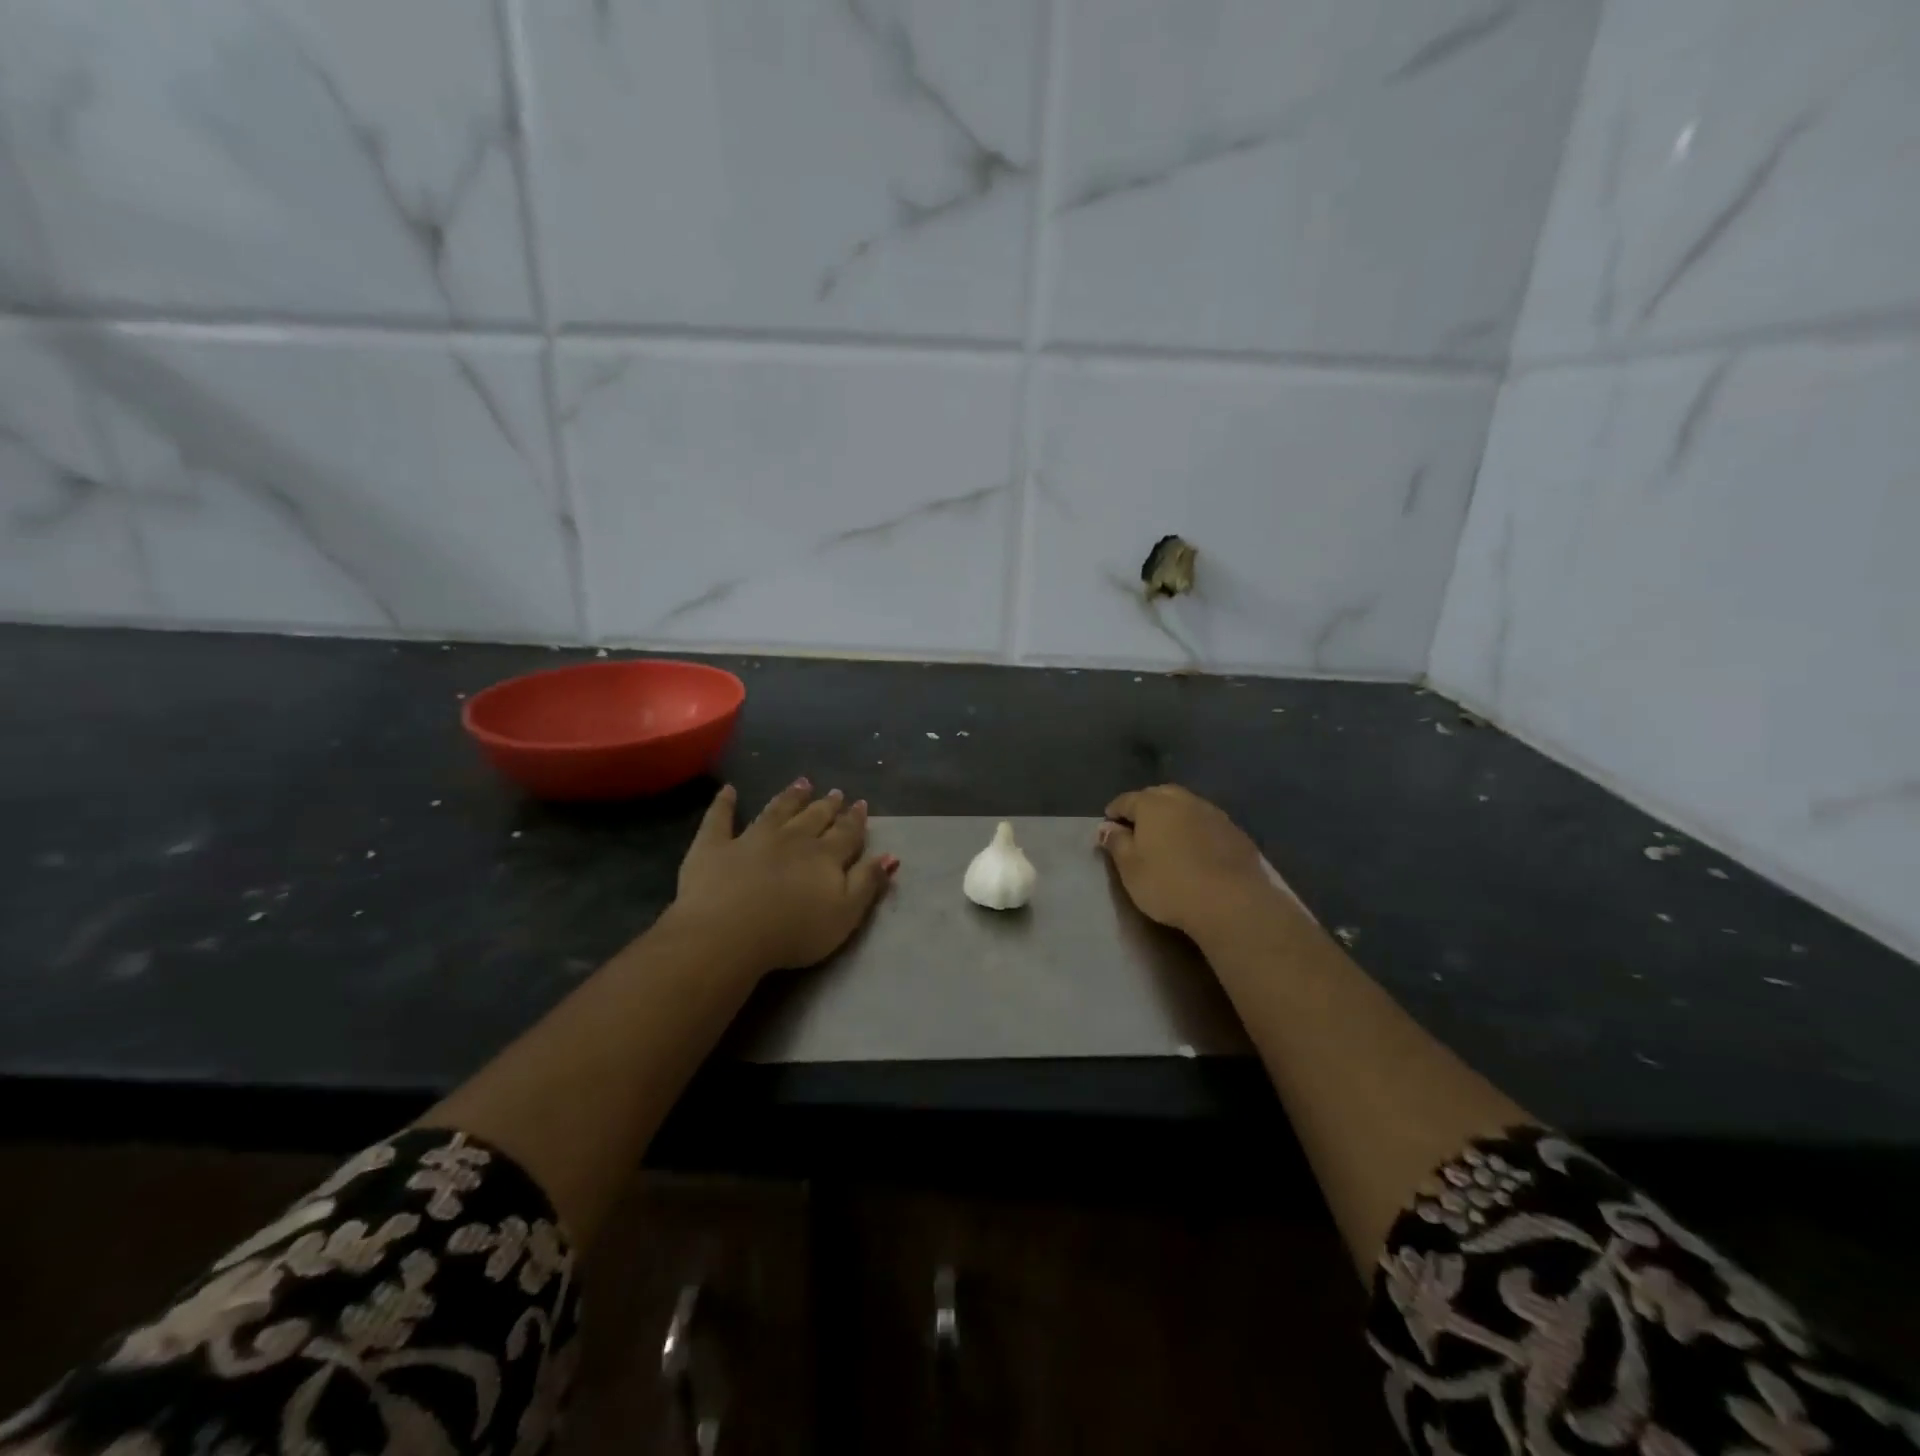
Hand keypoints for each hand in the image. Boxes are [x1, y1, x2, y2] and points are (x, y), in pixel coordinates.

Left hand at [667, 779, 897, 972]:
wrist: (728, 932)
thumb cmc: (793, 932)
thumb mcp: (844, 915)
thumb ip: (867, 883)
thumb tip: (890, 856)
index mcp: (825, 856)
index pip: (846, 833)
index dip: (855, 820)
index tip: (861, 805)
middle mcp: (792, 839)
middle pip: (813, 817)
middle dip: (827, 805)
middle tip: (836, 792)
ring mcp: (751, 838)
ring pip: (776, 811)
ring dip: (790, 797)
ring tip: (802, 783)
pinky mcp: (714, 846)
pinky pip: (720, 819)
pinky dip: (724, 803)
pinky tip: (728, 790)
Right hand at [1098, 785, 1280, 939]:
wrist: (1231, 902)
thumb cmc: (1169, 884)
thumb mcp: (1130, 868)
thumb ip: (1116, 843)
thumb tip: (1106, 827)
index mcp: (1152, 805)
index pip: (1126, 800)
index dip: (1114, 812)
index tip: (1108, 827)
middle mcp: (1183, 800)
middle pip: (1157, 795)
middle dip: (1144, 807)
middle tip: (1137, 829)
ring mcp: (1212, 813)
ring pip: (1185, 805)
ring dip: (1172, 815)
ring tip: (1167, 837)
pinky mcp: (1235, 831)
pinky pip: (1206, 822)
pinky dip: (1195, 828)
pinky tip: (1195, 848)